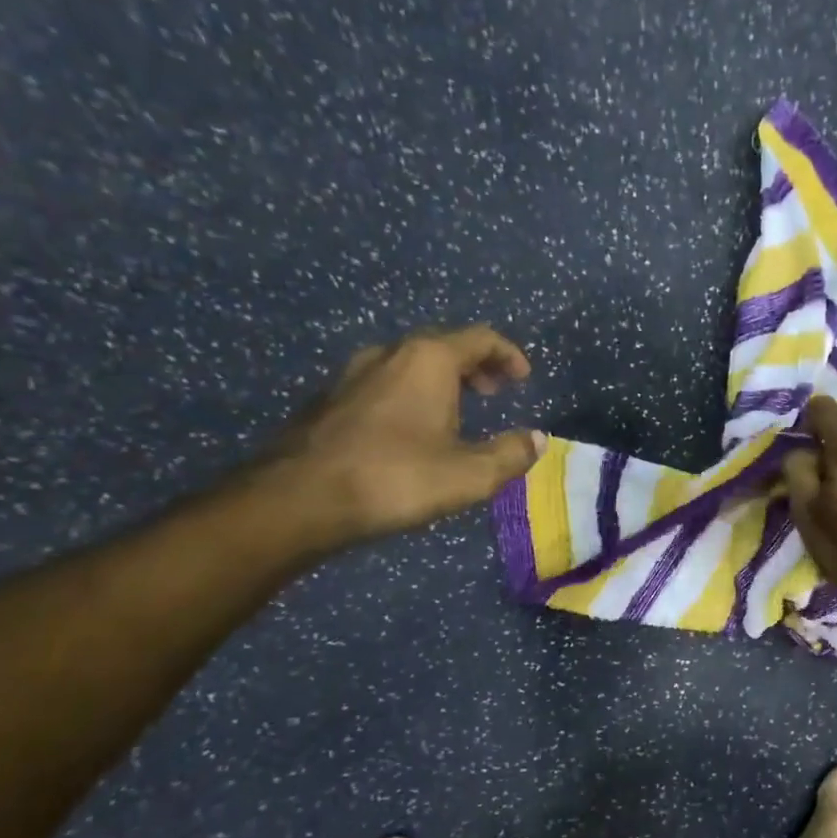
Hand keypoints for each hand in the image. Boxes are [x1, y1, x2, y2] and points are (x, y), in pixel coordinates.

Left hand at [264, 326, 543, 547]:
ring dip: (440, 379)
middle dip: (475, 365)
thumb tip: (537, 440)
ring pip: (409, 362)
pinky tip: (410, 429)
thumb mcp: (470, 475)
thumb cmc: (395, 478)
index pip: (480, 338)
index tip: (523, 378)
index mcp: (428, 359)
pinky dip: (410, 393)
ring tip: (456, 411)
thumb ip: (511, 454)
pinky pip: (383, 382)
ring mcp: (352, 374)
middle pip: (443, 344)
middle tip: (493, 392)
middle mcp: (390, 353)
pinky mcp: (329, 399)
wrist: (299, 499)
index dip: (508, 355)